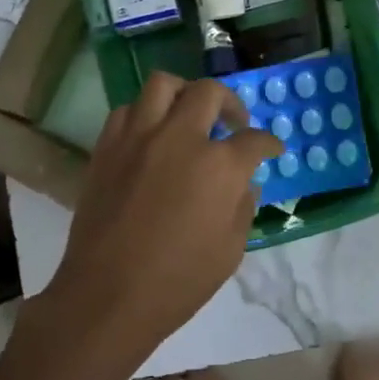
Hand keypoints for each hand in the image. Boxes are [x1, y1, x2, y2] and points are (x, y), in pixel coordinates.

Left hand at [30, 73, 282, 370]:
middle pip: (209, 93)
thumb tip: (244, 183)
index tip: (271, 149)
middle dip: (230, 103)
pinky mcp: (106, 147)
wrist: (107, 295)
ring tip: (189, 115)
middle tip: (233, 123)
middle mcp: (179, 138)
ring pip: (163, 84)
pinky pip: (126, 111)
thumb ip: (243, 208)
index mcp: (218, 167)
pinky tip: (151, 136)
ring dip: (184, 94)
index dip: (269, 143)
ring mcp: (138, 138)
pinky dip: (144, 115)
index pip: (254, 140)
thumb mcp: (230, 251)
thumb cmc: (177, 282)